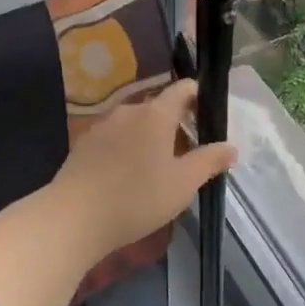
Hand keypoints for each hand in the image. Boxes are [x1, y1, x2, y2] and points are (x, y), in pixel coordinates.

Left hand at [48, 79, 236, 259]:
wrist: (74, 217)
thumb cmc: (137, 198)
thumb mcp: (183, 184)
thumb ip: (208, 161)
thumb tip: (230, 147)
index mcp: (156, 114)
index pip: (183, 89)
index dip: (198, 96)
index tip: (208, 116)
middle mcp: (128, 111)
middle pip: (158, 106)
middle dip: (176, 122)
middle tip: (189, 151)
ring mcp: (102, 126)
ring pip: (135, 123)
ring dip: (150, 137)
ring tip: (159, 167)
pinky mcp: (84, 144)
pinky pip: (114, 138)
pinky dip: (127, 148)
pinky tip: (128, 176)